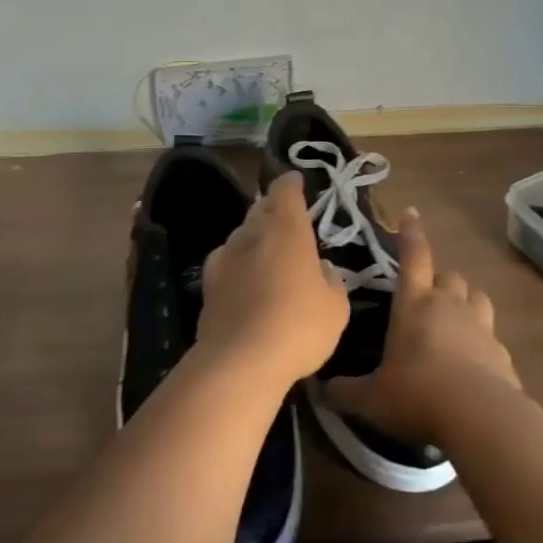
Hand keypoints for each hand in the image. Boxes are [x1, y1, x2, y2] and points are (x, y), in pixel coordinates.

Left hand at [198, 172, 349, 389]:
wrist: (239, 361)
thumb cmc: (298, 326)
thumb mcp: (335, 307)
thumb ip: (331, 281)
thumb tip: (322, 269)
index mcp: (286, 229)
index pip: (285, 190)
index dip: (291, 184)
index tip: (297, 181)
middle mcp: (251, 233)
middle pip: (260, 209)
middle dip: (273, 209)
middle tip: (286, 218)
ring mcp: (224, 257)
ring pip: (241, 235)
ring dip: (255, 238)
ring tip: (268, 253)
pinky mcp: (207, 285)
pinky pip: (227, 263)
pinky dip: (239, 265)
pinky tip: (247, 282)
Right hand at [327, 209, 518, 445]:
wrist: (480, 418)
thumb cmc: (417, 395)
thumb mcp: (371, 399)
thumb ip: (345, 392)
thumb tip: (319, 390)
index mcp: (414, 304)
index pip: (413, 256)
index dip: (410, 233)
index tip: (410, 213)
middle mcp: (449, 306)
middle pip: (449, 275)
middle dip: (439, 280)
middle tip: (426, 296)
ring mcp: (481, 327)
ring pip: (477, 297)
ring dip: (466, 302)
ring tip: (455, 319)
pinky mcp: (502, 353)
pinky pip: (492, 336)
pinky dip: (482, 342)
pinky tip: (474, 363)